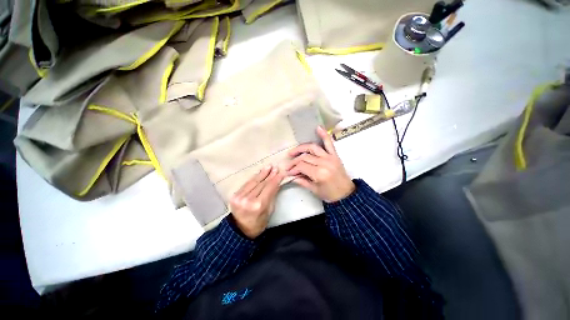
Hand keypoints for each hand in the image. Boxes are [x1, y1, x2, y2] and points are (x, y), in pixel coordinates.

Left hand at [230, 165, 284, 238]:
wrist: (240, 230)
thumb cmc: (259, 223)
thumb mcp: (269, 211)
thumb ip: (272, 195)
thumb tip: (277, 182)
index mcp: (258, 205)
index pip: (269, 188)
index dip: (276, 179)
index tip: (282, 172)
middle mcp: (248, 199)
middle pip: (261, 183)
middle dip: (270, 175)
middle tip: (275, 167)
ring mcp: (240, 197)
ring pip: (253, 181)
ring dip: (262, 173)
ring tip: (268, 167)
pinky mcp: (234, 195)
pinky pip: (247, 184)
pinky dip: (254, 178)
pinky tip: (259, 173)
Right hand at [285, 126, 354, 202]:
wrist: (346, 194)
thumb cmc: (330, 194)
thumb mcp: (314, 190)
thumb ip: (302, 181)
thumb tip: (291, 176)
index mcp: (319, 173)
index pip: (301, 166)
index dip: (293, 168)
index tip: (288, 172)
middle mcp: (324, 163)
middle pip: (305, 157)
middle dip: (295, 161)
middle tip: (289, 165)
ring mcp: (330, 157)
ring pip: (313, 148)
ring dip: (302, 148)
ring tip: (293, 151)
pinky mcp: (335, 155)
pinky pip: (329, 143)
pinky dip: (324, 135)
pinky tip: (318, 128)